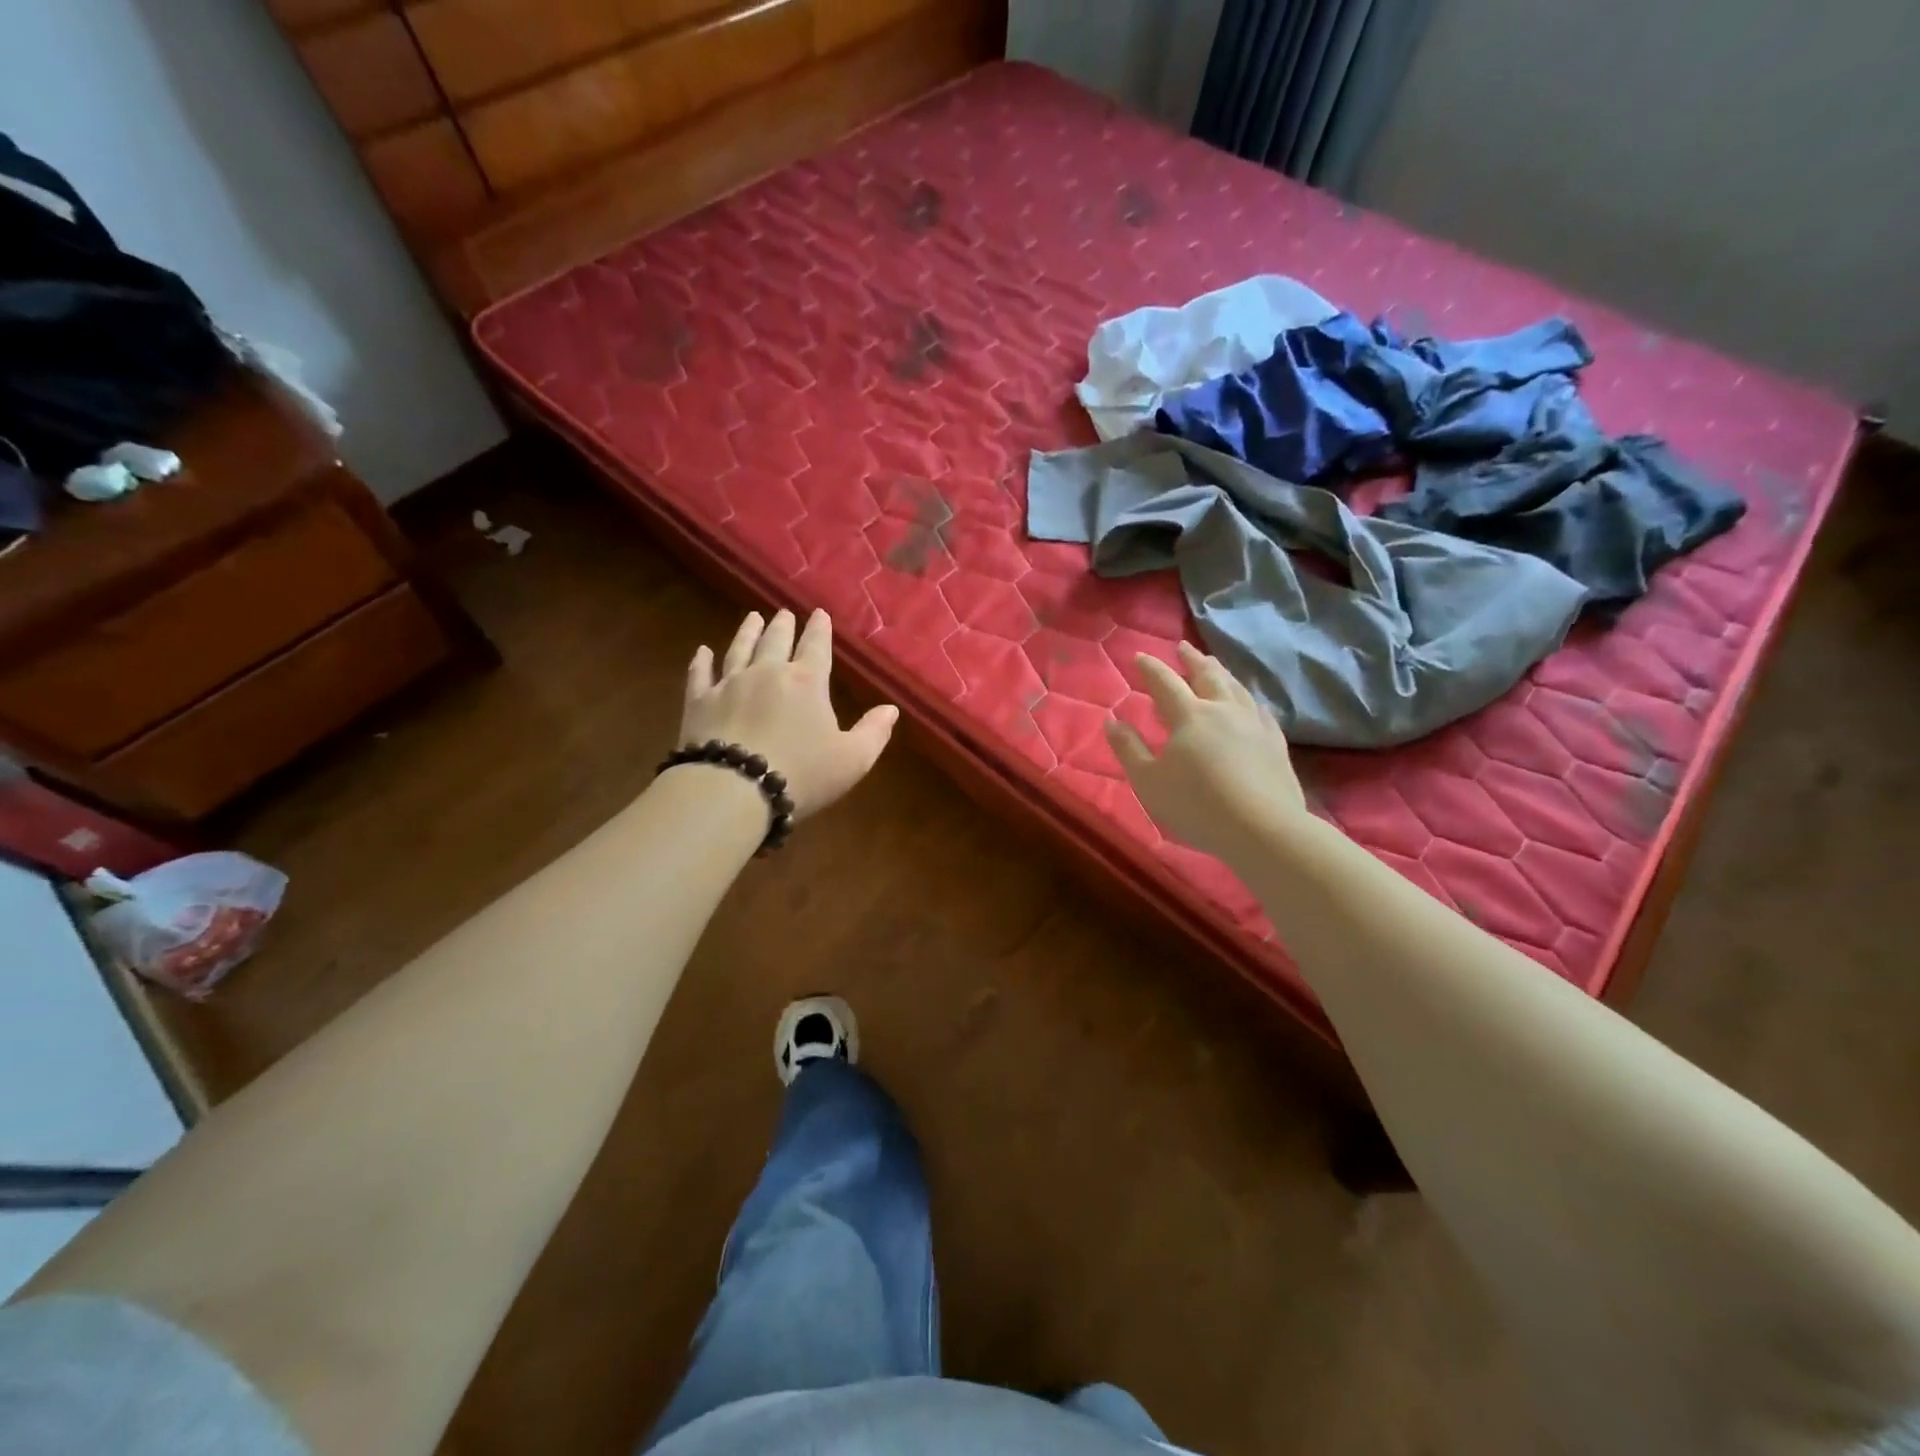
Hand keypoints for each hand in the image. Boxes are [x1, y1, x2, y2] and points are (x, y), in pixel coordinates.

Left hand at [679, 608, 898, 819]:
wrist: (732, 790)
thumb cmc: (801, 774)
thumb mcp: (852, 759)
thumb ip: (874, 732)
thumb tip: (891, 709)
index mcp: (807, 682)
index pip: (816, 647)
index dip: (820, 629)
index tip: (819, 614)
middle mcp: (767, 673)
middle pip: (776, 641)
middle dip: (783, 625)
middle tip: (784, 612)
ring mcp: (729, 684)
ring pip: (739, 649)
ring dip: (747, 632)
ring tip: (752, 617)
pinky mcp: (699, 703)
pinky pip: (700, 675)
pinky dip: (702, 661)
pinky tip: (702, 652)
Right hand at [1106, 642, 1308, 863]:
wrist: (1263, 829)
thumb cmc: (1196, 805)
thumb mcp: (1149, 781)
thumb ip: (1129, 748)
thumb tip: (1112, 721)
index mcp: (1190, 715)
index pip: (1165, 682)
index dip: (1150, 668)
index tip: (1139, 656)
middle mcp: (1224, 710)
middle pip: (1207, 675)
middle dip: (1192, 660)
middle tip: (1183, 647)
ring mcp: (1254, 724)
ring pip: (1236, 688)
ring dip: (1221, 673)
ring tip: (1214, 665)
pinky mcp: (1276, 743)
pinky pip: (1261, 710)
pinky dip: (1249, 700)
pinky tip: (1250, 704)